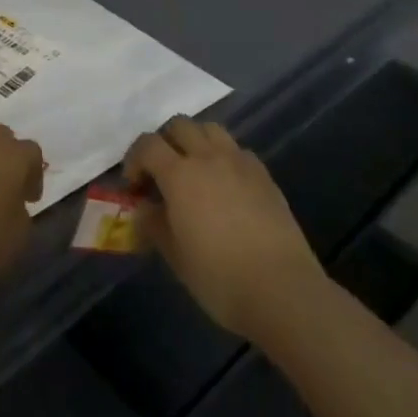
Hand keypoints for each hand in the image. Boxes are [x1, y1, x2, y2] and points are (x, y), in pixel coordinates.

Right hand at [126, 117, 328, 342]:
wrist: (282, 291)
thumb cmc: (220, 277)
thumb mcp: (175, 256)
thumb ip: (153, 224)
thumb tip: (144, 208)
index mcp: (179, 174)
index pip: (147, 144)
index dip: (134, 159)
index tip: (134, 185)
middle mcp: (208, 157)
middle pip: (179, 125)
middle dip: (164, 142)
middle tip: (162, 172)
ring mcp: (239, 162)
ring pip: (210, 129)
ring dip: (195, 140)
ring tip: (195, 170)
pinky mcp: (264, 175)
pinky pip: (237, 150)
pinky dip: (224, 157)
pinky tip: (226, 184)